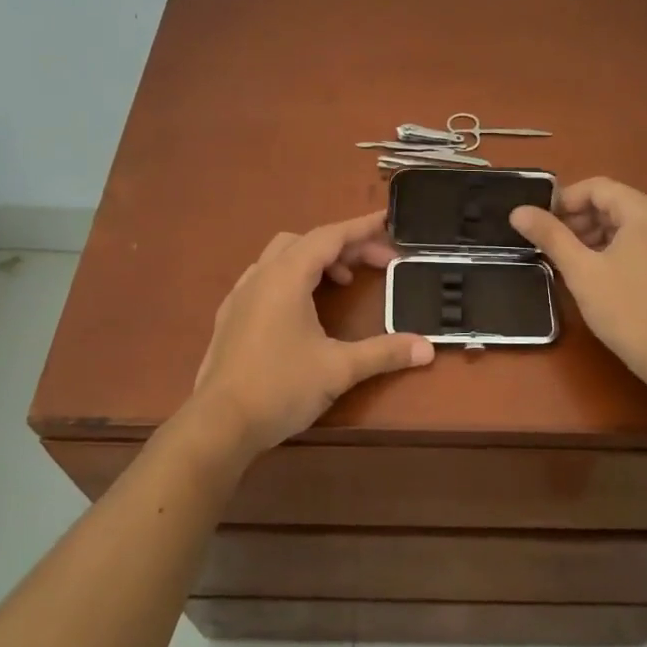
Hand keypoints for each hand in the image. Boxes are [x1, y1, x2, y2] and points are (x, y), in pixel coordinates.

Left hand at [184, 211, 434, 457]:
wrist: (219, 424)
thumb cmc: (280, 387)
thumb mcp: (339, 369)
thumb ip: (384, 352)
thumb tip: (427, 348)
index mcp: (286, 277)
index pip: (330, 237)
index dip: (361, 228)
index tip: (387, 221)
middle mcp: (261, 275)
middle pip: (307, 242)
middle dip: (344, 246)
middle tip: (376, 264)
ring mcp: (240, 295)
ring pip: (281, 257)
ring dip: (315, 260)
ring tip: (342, 283)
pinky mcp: (230, 316)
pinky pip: (265, 277)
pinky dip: (291, 277)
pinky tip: (302, 307)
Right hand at [509, 178, 646, 382]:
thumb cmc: (626, 309)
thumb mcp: (581, 270)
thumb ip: (549, 235)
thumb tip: (518, 211)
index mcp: (645, 210)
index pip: (597, 187)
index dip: (564, 201)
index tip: (541, 224)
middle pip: (613, 202)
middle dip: (579, 219)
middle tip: (552, 246)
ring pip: (626, 223)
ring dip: (595, 234)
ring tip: (571, 261)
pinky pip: (642, 240)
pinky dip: (616, 247)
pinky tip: (599, 272)